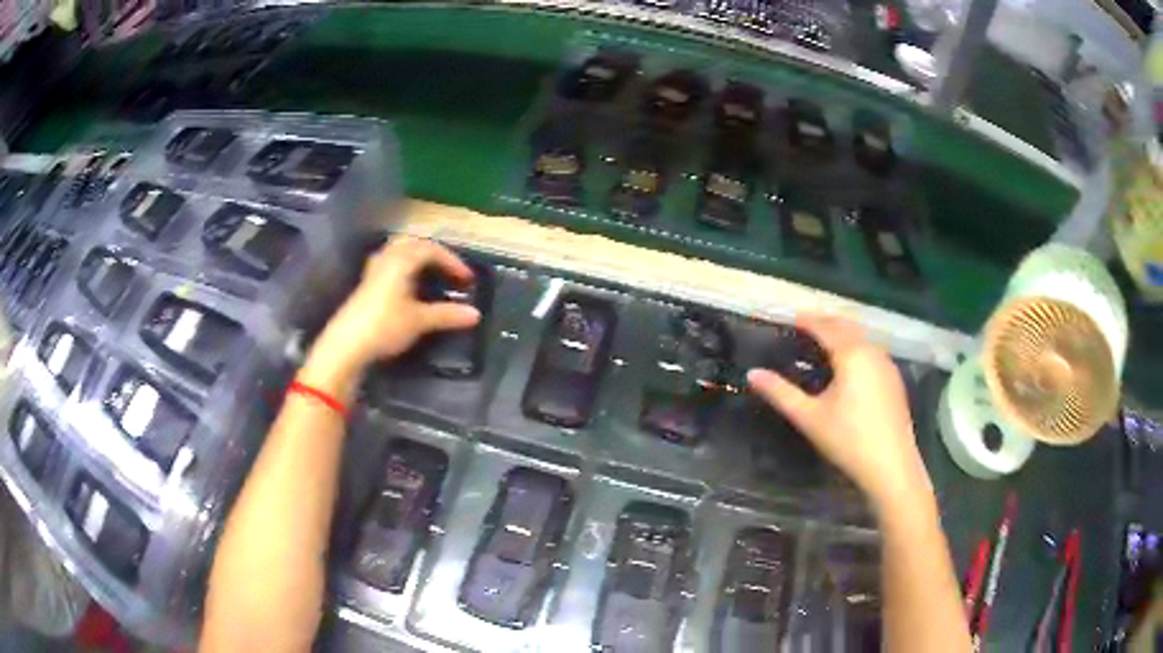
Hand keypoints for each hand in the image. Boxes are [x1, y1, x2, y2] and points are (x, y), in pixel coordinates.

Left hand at [302, 237, 479, 393]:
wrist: (346, 344)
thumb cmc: (385, 326)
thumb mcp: (419, 321)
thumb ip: (447, 315)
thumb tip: (475, 314)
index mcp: (401, 260)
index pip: (431, 250)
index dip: (452, 261)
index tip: (466, 279)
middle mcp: (386, 258)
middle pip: (412, 243)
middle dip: (433, 252)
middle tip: (447, 268)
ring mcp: (373, 270)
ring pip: (397, 252)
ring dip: (416, 257)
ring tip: (428, 273)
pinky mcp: (365, 285)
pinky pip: (388, 264)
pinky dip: (403, 268)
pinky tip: (406, 285)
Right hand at [747, 315, 930, 510]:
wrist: (891, 464)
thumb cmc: (848, 439)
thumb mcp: (809, 417)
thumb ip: (780, 393)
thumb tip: (752, 374)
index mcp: (851, 354)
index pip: (825, 327)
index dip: (806, 320)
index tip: (790, 318)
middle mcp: (871, 351)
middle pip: (846, 326)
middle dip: (826, 322)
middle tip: (805, 325)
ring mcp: (887, 364)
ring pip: (862, 337)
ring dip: (843, 333)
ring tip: (825, 341)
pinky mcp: (894, 379)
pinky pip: (872, 351)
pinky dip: (857, 347)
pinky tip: (851, 365)